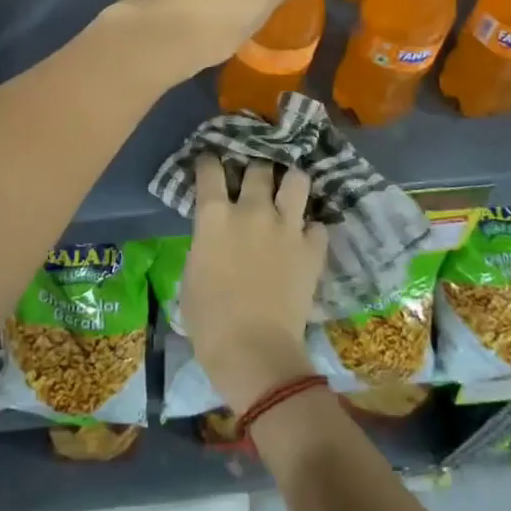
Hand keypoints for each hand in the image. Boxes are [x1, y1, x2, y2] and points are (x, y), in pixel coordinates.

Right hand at [183, 156, 327, 415]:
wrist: (253, 349)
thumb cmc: (208, 319)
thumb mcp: (192, 273)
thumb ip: (204, 244)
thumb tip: (212, 239)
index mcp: (214, 216)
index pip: (210, 169)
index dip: (210, 161)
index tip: (210, 162)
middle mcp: (251, 210)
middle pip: (258, 168)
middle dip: (255, 169)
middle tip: (254, 179)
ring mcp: (286, 227)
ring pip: (297, 181)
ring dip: (291, 183)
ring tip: (288, 191)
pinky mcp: (312, 249)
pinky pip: (318, 224)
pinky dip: (312, 228)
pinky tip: (306, 236)